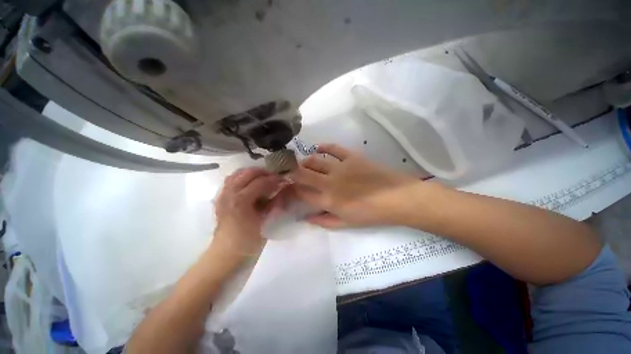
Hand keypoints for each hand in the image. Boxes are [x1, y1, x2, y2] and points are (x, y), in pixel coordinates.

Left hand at [211, 168, 284, 259]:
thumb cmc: (248, 241)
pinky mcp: (220, 198)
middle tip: (274, 177)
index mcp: (241, 201)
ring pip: (237, 174)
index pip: (260, 182)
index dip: (274, 179)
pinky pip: (230, 180)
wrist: (226, 253)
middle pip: (247, 173)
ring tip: (263, 177)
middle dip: (263, 172)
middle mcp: (230, 194)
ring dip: (251, 173)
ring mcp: (223, 195)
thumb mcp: (265, 222)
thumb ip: (274, 204)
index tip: (283, 180)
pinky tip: (249, 182)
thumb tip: (282, 190)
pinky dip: (241, 177)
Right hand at [291, 144, 420, 227]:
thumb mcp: (346, 223)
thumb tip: (306, 219)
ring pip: (315, 160)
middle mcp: (329, 182)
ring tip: (304, 163)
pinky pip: (334, 148)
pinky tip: (319, 148)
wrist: (396, 198)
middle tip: (291, 172)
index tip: (289, 188)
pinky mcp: (352, 157)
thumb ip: (324, 221)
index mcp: (328, 200)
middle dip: (293, 172)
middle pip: (303, 173)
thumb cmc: (370, 214)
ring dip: (306, 161)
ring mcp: (340, 167)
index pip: (302, 193)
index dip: (292, 190)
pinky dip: (325, 147)